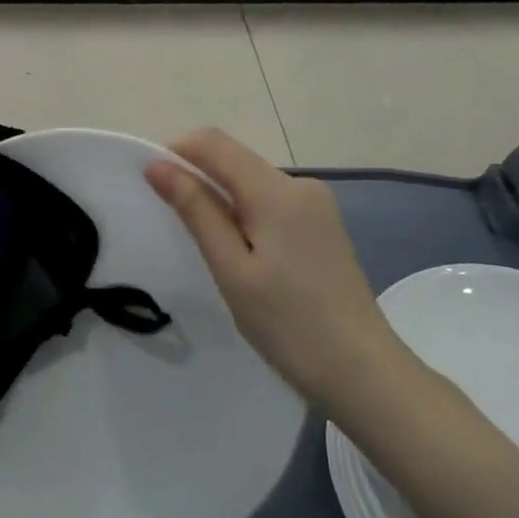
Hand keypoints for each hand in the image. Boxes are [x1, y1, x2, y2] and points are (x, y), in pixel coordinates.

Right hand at [147, 128, 400, 409]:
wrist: (365, 374)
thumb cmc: (289, 325)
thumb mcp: (232, 269)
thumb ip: (196, 210)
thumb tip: (158, 165)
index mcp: (276, 190)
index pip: (213, 143)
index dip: (176, 153)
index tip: (154, 187)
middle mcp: (300, 184)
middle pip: (234, 160)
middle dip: (199, 180)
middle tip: (178, 230)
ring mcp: (317, 204)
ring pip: (251, 182)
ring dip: (222, 201)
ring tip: (212, 252)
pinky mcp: (323, 225)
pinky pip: (271, 202)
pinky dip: (246, 216)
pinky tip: (245, 258)